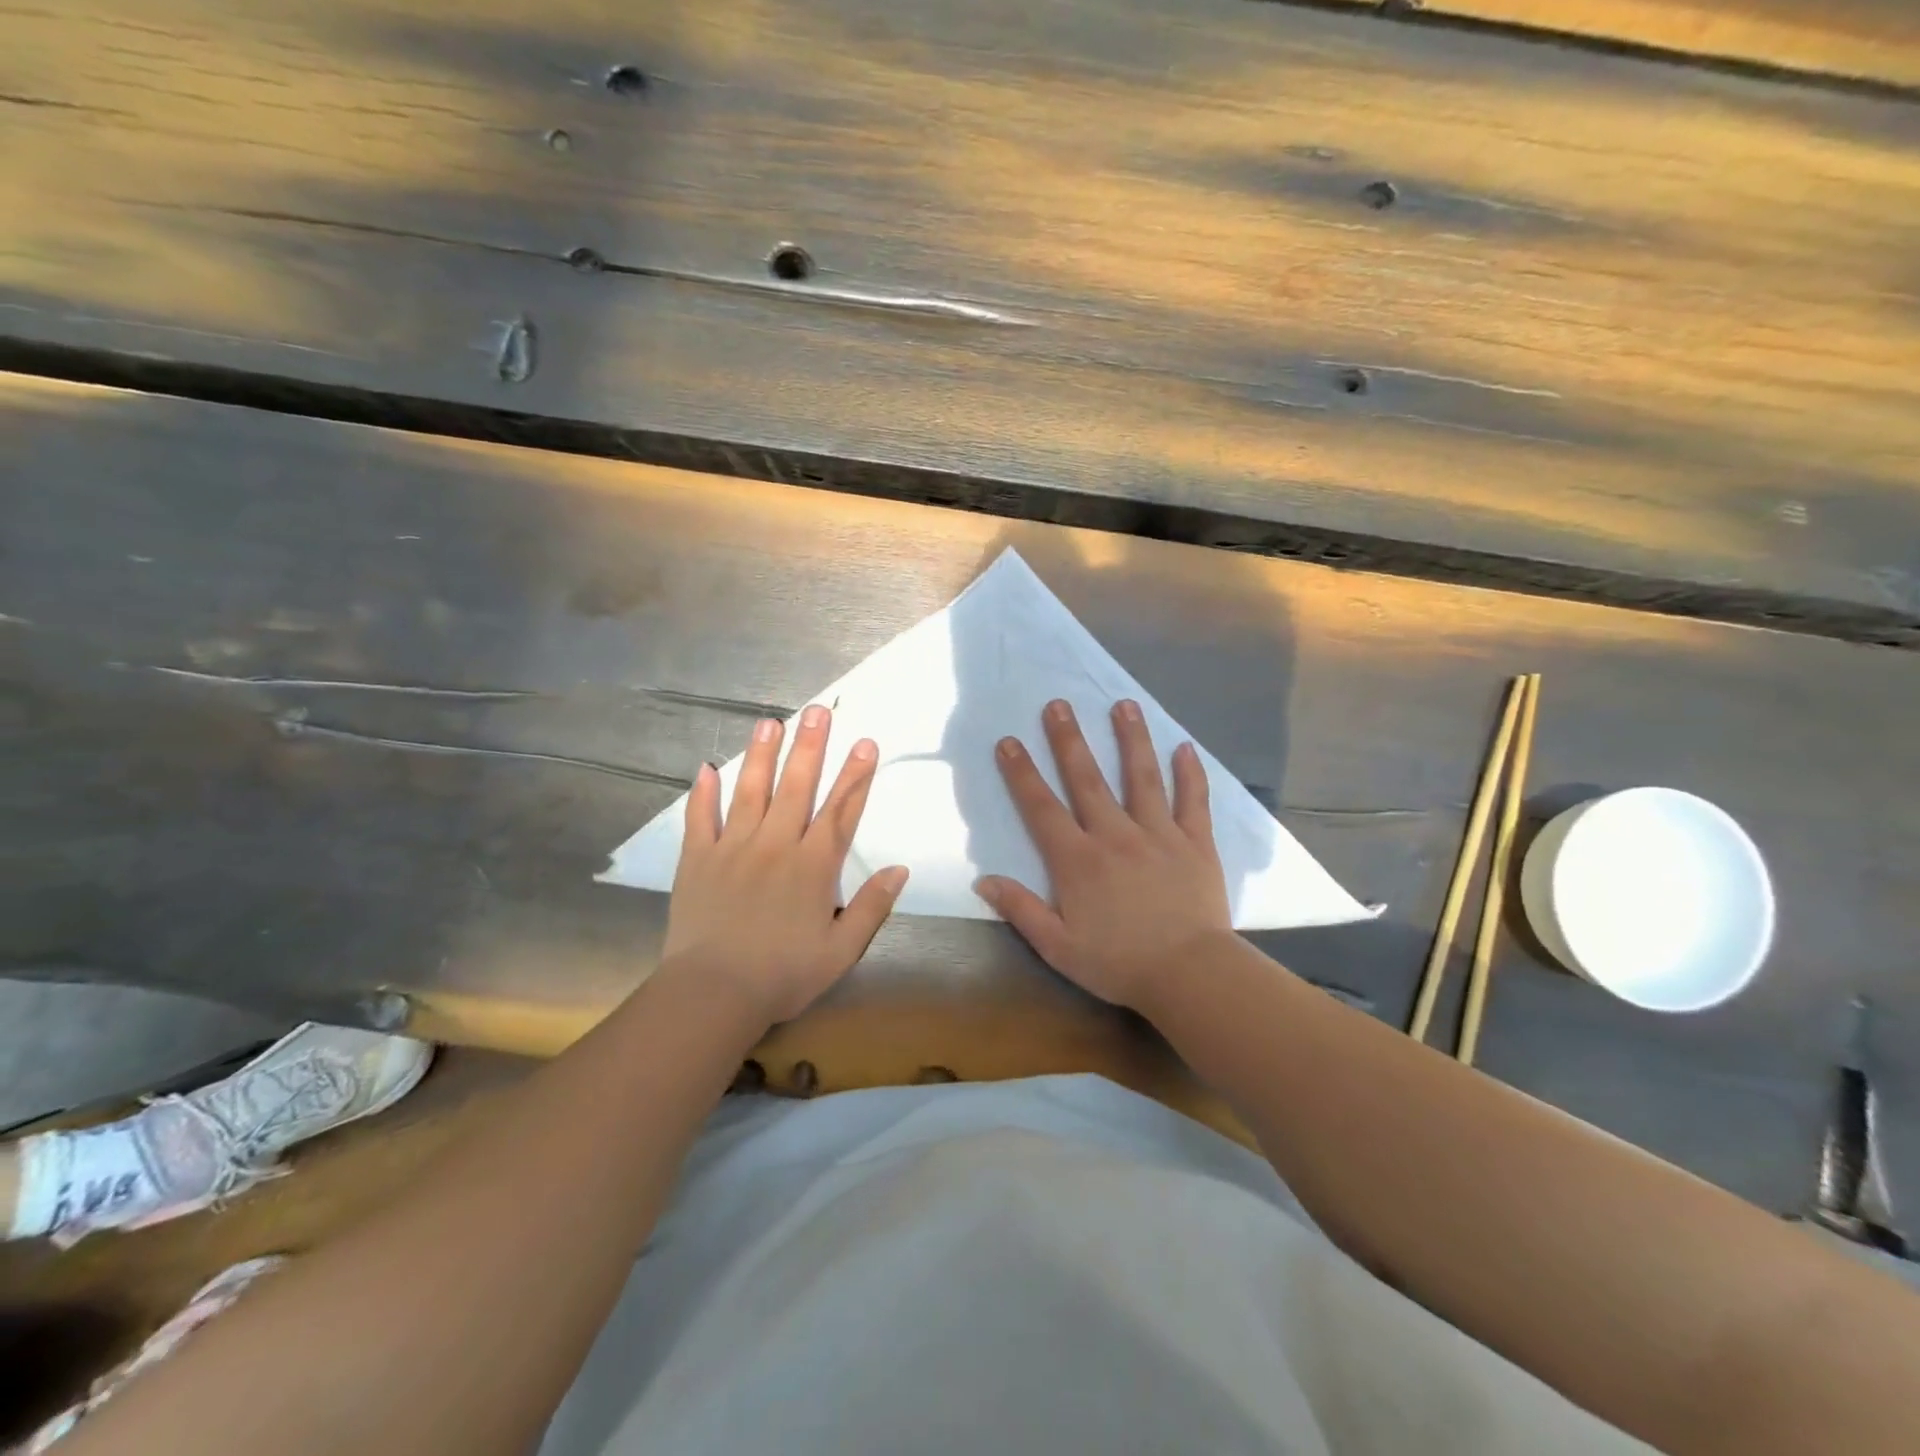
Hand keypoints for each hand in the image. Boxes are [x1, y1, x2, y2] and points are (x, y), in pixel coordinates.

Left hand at [662, 705, 908, 1025]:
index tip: (865, 742)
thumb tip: (899, 869)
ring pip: (750, 791)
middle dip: (810, 747)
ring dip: (761, 755)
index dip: (856, 776)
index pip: (841, 811)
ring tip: (769, 722)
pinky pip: (699, 818)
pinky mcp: (697, 859)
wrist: (713, 993)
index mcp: (813, 866)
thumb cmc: (784, 975)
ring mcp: (733, 847)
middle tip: (816, 711)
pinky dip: (702, 793)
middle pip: (797, 787)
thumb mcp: (841, 950)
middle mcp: (776, 845)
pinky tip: (706, 768)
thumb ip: (872, 907)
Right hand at [975, 698, 1232, 1011]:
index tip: (1008, 742)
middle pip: (1087, 779)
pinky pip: (1193, 801)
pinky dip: (1190, 773)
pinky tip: (1185, 747)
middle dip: (1069, 740)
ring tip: (1123, 704)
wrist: (1190, 975)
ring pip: (1142, 777)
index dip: (1021, 773)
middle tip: (1058, 704)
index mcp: (1078, 860)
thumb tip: (983, 881)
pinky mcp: (1195, 842)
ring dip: (1130, 738)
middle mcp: (1115, 834)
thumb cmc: (1120, 963)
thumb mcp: (1058, 947)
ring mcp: (1159, 834)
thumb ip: (1021, 910)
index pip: (1041, 808)